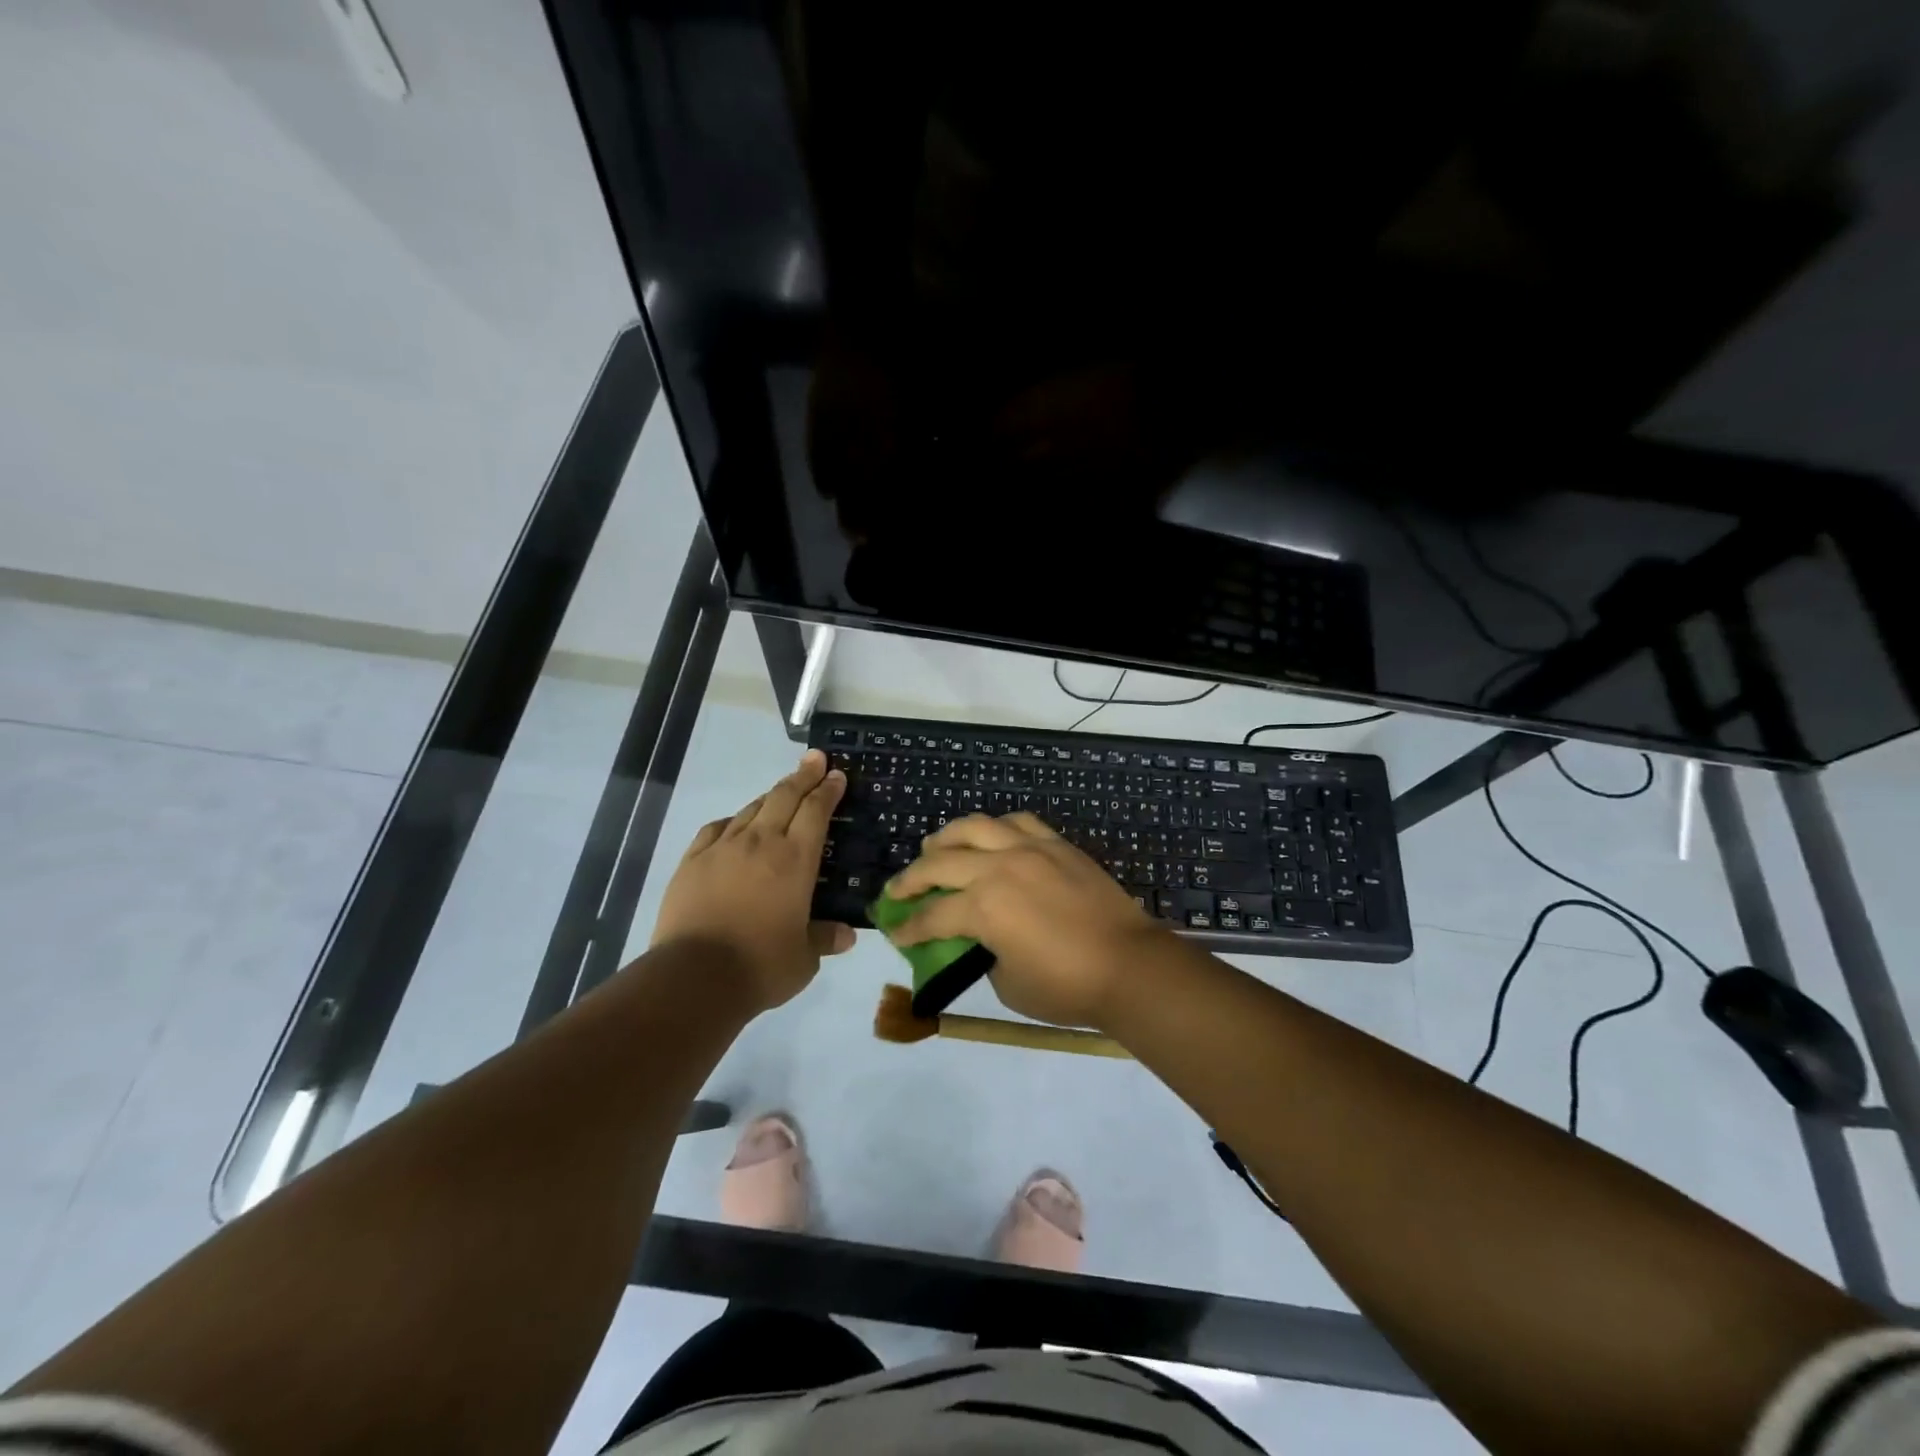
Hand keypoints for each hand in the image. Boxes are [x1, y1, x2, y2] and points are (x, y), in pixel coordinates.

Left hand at [652, 750, 855, 1012]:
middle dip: (803, 775)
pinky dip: (733, 821)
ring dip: (771, 796)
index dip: (828, 790)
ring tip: (781, 792)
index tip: (836, 774)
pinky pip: (717, 829)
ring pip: (751, 809)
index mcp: (795, 860)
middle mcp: (761, 843)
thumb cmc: (761, 966)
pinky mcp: (692, 861)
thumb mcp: (804, 958)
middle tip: (815, 759)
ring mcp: (723, 848)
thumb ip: (824, 939)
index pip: (816, 811)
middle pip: (784, 796)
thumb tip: (847, 936)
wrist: (694, 977)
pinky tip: (735, 825)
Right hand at [882, 813, 1169, 1028]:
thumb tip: (979, 939)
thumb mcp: (1008, 984)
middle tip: (898, 891)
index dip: (909, 927)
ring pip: (975, 827)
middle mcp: (999, 867)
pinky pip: (1018, 822)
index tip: (895, 932)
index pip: (932, 916)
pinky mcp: (1057, 844)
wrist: (1129, 966)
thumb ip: (984, 954)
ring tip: (933, 847)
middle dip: (911, 879)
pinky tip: (989, 836)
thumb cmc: (1067, 986)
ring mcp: (1030, 849)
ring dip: (947, 837)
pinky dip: (996, 827)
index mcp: (983, 907)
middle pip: (941, 862)